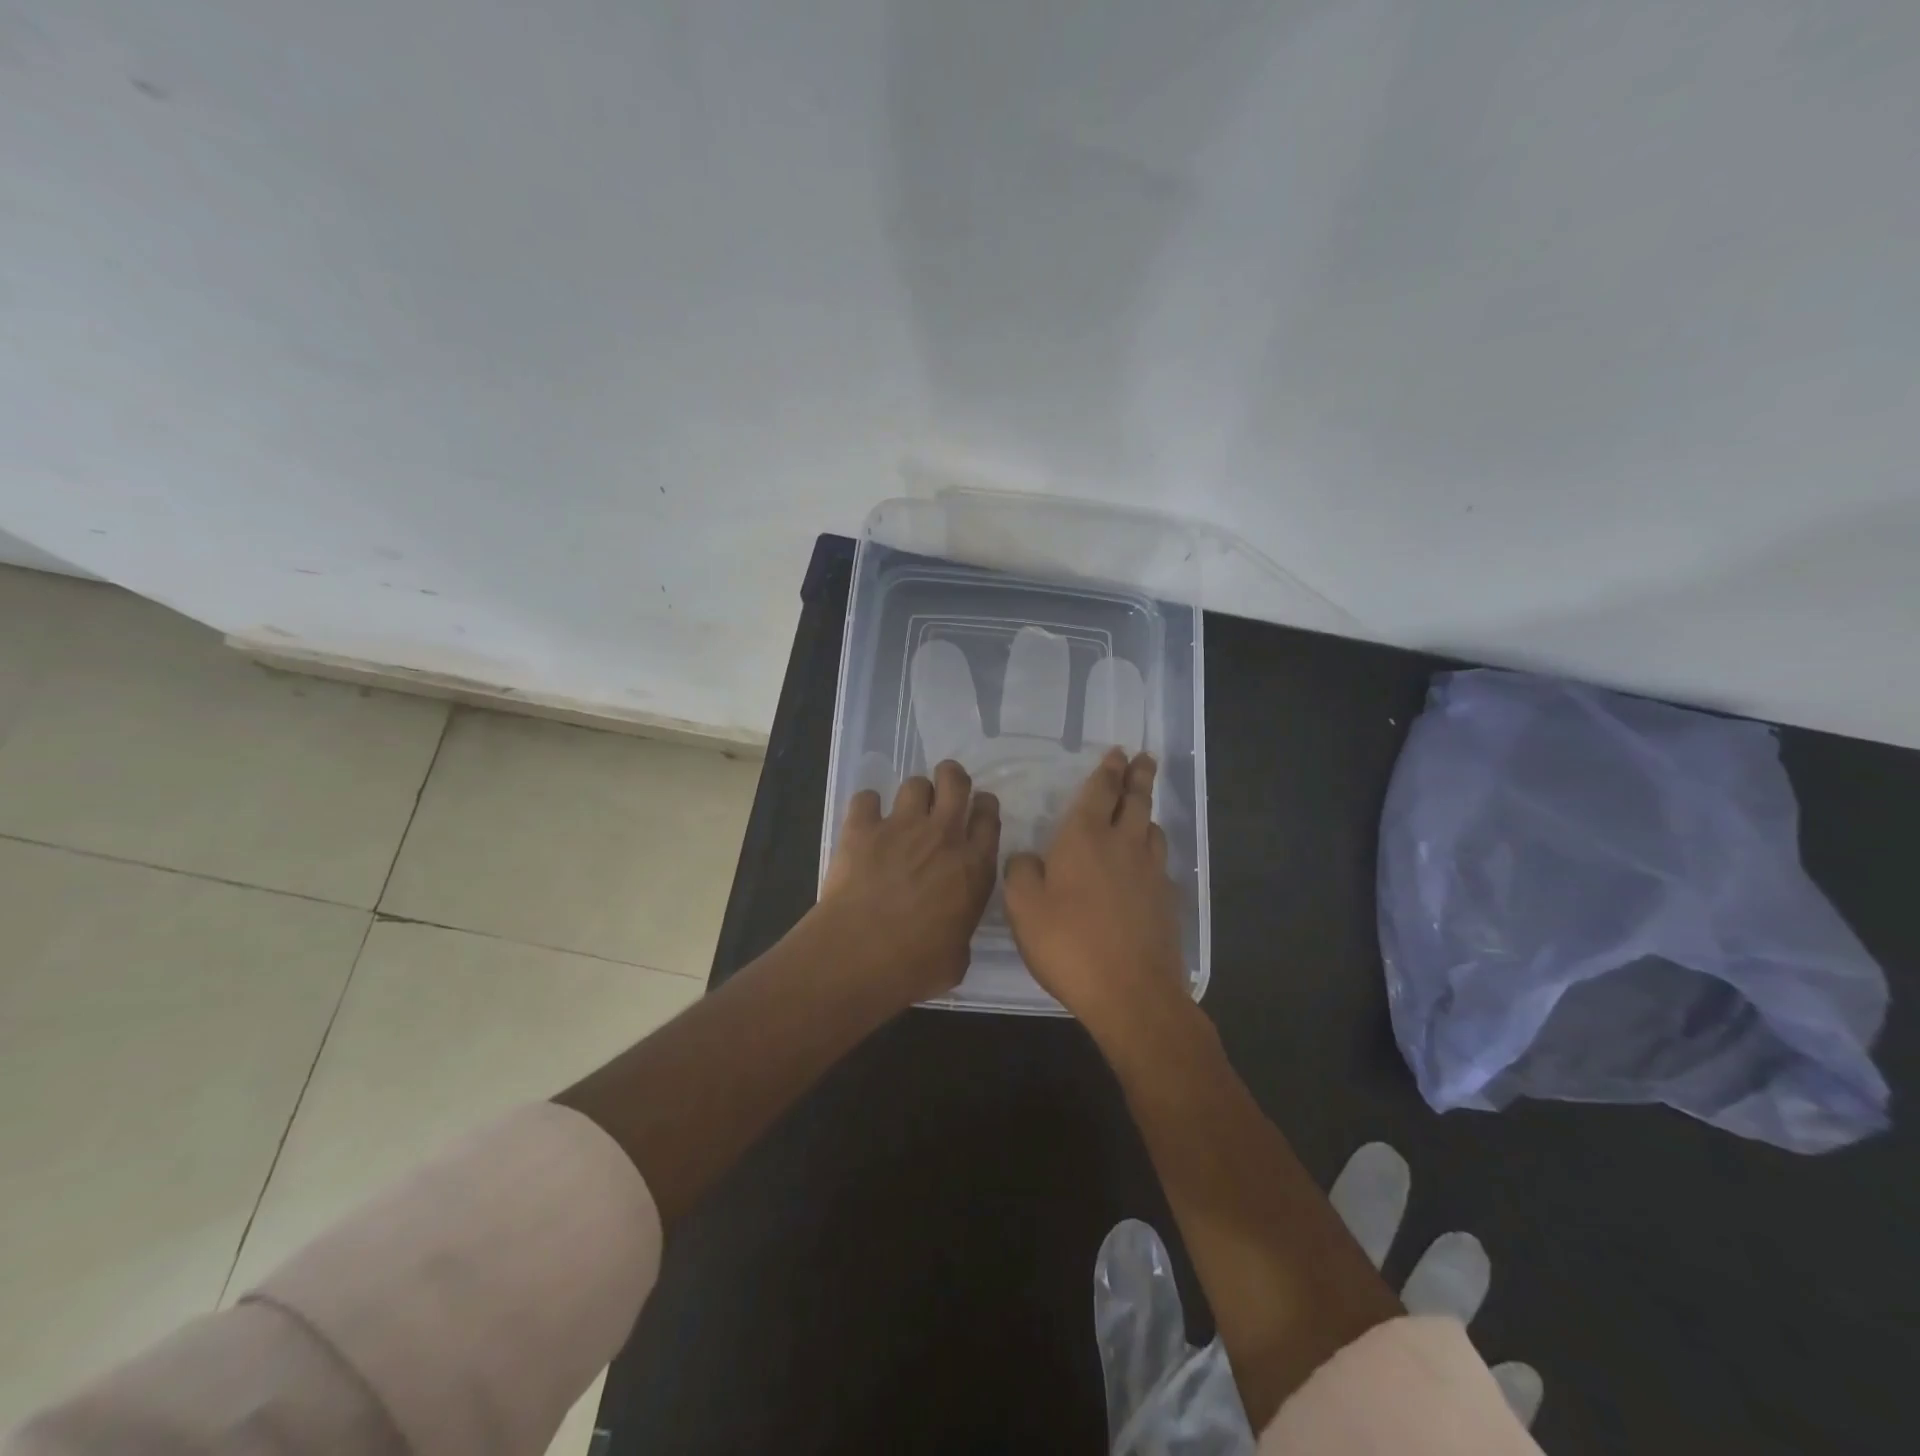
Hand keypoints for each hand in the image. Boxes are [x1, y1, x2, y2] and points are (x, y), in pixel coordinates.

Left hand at [814, 760, 1001, 1005]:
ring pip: (915, 783)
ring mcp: (901, 826)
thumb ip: (961, 930)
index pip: (988, 817)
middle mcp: (942, 835)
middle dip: (953, 778)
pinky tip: (865, 822)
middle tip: (946, 791)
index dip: (984, 807)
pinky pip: (866, 798)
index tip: (978, 809)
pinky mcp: (862, 828)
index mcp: (974, 866)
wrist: (859, 955)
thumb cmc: (916, 966)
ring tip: (905, 812)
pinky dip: (867, 807)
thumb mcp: (958, 957)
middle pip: (955, 781)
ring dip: (914, 794)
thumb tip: (952, 931)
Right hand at [1002, 748, 1186, 1037]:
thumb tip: (1028, 857)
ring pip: (1153, 830)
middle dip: (1139, 776)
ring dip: (1147, 813)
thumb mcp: (1023, 907)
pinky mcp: (1167, 901)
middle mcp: (1123, 845)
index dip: (1108, 771)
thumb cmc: (1068, 944)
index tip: (1119, 753)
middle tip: (1145, 758)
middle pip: (1136, 801)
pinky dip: (1152, 852)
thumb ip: (1020, 872)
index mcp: (1084, 838)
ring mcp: (1151, 872)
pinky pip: (1159, 863)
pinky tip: (1146, 865)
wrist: (1131, 992)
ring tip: (1143, 809)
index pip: (1099, 791)